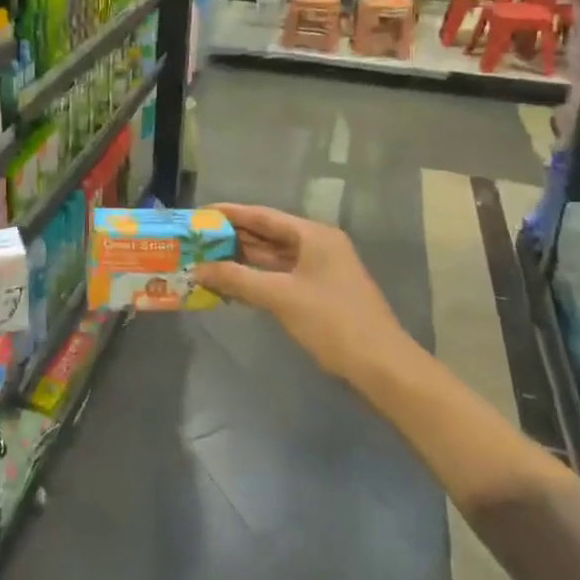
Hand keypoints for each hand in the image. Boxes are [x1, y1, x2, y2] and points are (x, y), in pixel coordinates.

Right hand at [193, 203, 415, 383]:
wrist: (382, 366)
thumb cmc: (332, 322)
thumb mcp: (281, 297)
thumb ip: (237, 279)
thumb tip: (198, 269)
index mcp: (313, 235)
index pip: (263, 216)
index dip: (230, 214)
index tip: (199, 214)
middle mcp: (318, 245)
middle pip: (268, 235)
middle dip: (233, 238)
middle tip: (197, 240)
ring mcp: (320, 270)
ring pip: (273, 257)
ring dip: (242, 260)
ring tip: (206, 260)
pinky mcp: (319, 292)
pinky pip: (280, 276)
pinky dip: (256, 278)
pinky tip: (232, 284)